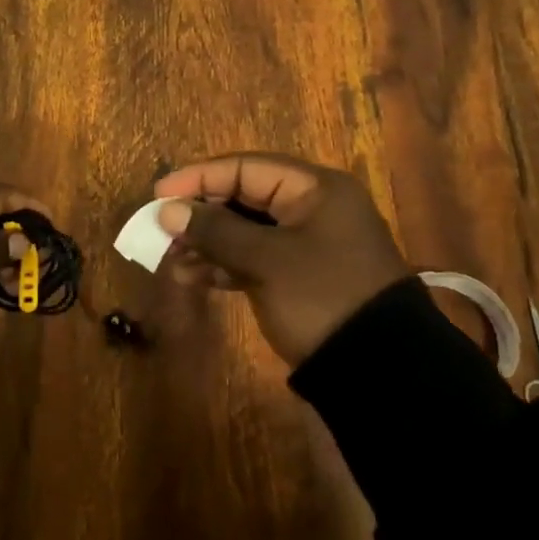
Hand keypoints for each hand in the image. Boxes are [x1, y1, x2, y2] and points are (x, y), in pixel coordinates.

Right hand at [156, 153, 410, 366]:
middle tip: (161, 232)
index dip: (198, 179)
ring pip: (244, 230)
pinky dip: (223, 264)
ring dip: (206, 243)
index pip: (245, 168)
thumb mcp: (266, 260)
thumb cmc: (322, 297)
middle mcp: (311, 208)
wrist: (380, 371)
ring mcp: (306, 244)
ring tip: (172, 262)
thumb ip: (215, 230)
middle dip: (200, 215)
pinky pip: (253, 257)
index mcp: (314, 189)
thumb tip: (167, 210)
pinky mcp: (299, 276)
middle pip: (242, 197)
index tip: (159, 194)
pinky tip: (193, 277)